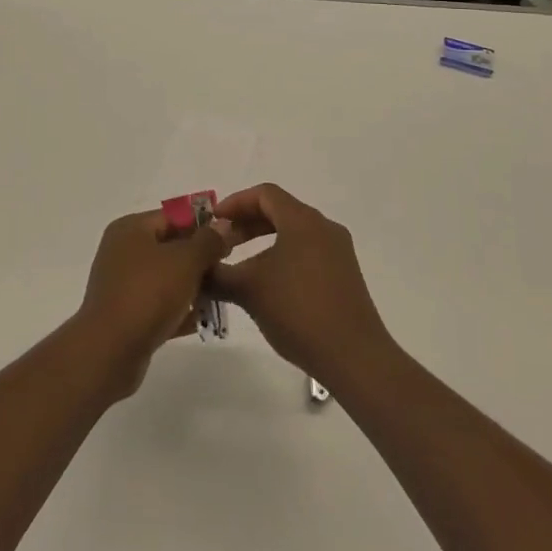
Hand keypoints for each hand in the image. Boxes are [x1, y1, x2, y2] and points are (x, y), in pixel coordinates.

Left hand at [76, 210, 233, 397]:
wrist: (109, 352)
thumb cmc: (148, 294)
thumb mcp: (186, 261)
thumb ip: (208, 241)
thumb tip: (223, 224)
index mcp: (131, 228)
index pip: (173, 216)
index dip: (203, 225)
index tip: (230, 240)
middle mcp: (123, 251)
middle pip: (170, 246)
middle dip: (200, 258)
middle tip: (226, 268)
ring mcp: (122, 284)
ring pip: (166, 277)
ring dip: (192, 286)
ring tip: (220, 295)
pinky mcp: (126, 315)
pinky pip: (159, 305)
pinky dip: (179, 309)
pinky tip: (203, 320)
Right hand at [207, 185, 392, 387]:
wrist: (354, 356)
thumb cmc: (298, 311)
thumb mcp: (249, 290)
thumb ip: (218, 274)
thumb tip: (197, 270)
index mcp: (303, 220)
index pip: (265, 194)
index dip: (235, 203)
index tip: (213, 222)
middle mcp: (324, 227)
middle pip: (280, 211)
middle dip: (247, 223)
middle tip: (222, 243)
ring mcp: (338, 251)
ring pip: (294, 233)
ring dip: (265, 242)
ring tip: (242, 266)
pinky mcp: (345, 275)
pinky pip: (308, 252)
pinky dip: (283, 257)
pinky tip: (270, 286)